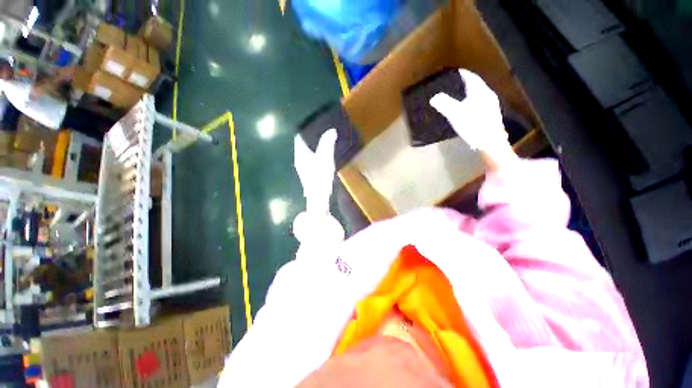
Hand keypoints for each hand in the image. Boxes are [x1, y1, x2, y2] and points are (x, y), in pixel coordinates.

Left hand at [294, 128, 337, 214]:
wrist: (318, 197)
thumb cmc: (320, 176)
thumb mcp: (325, 157)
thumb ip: (328, 143)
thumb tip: (331, 130)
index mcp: (300, 154)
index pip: (299, 137)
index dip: (305, 130)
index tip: (314, 124)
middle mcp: (299, 159)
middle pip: (303, 144)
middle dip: (311, 138)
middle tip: (322, 131)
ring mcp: (303, 167)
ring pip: (308, 153)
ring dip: (314, 147)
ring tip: (325, 141)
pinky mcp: (309, 173)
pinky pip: (312, 159)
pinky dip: (317, 155)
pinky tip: (325, 156)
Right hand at [430, 69, 517, 171]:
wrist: (491, 144)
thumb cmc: (474, 127)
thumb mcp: (456, 115)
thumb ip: (445, 104)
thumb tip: (434, 97)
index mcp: (481, 93)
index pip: (471, 78)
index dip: (463, 74)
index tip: (454, 72)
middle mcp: (488, 96)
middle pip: (476, 85)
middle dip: (465, 83)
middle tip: (454, 83)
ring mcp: (491, 106)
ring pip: (478, 94)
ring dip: (469, 92)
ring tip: (458, 95)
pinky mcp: (490, 116)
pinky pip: (479, 103)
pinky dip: (471, 101)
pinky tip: (467, 109)